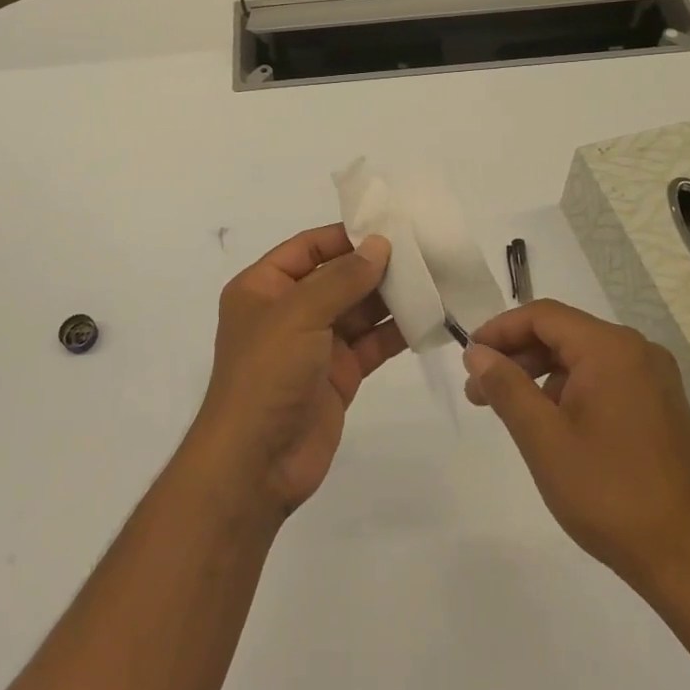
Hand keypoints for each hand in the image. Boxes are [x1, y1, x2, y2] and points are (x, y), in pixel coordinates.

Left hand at [189, 225, 403, 519]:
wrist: (256, 463)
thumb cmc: (266, 374)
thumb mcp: (299, 314)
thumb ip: (342, 278)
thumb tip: (379, 244)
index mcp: (264, 288)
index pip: (308, 248)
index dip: (345, 237)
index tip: (388, 227)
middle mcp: (288, 311)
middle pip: (337, 277)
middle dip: (375, 266)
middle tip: (423, 251)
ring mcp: (315, 345)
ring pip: (358, 310)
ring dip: (391, 297)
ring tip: (434, 279)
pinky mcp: (338, 375)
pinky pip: (371, 344)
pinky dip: (396, 332)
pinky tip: (429, 317)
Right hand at [462, 300, 689, 602]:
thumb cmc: (610, 494)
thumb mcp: (543, 438)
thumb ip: (506, 386)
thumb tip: (477, 352)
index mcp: (611, 349)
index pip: (543, 316)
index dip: (499, 330)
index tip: (469, 358)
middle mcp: (637, 352)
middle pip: (563, 333)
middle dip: (516, 356)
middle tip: (479, 390)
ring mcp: (654, 380)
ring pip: (582, 358)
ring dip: (540, 375)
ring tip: (509, 410)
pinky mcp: (661, 408)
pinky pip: (604, 380)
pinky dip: (569, 391)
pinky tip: (550, 425)